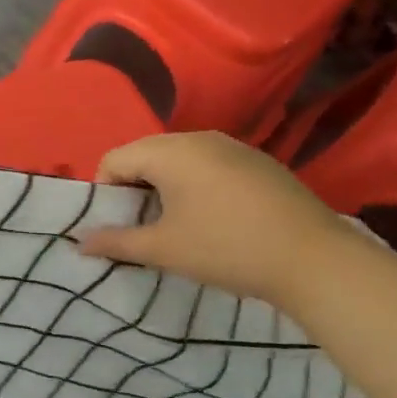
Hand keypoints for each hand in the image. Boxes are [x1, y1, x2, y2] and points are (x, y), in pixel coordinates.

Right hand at [77, 132, 352, 305]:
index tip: (116, 226)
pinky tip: (214, 218)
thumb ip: (117, 242)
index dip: (104, 193)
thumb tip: (80, 242)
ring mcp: (233, 147)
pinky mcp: (258, 162)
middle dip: (134, 188)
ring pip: (178, 159)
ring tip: (176, 225)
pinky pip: (209, 165)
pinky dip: (196, 185)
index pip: (114, 159)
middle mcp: (199, 138)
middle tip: (142, 227)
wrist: (316, 259)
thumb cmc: (227, 249)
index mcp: (170, 152)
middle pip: (145, 154)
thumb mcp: (164, 249)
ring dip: (164, 187)